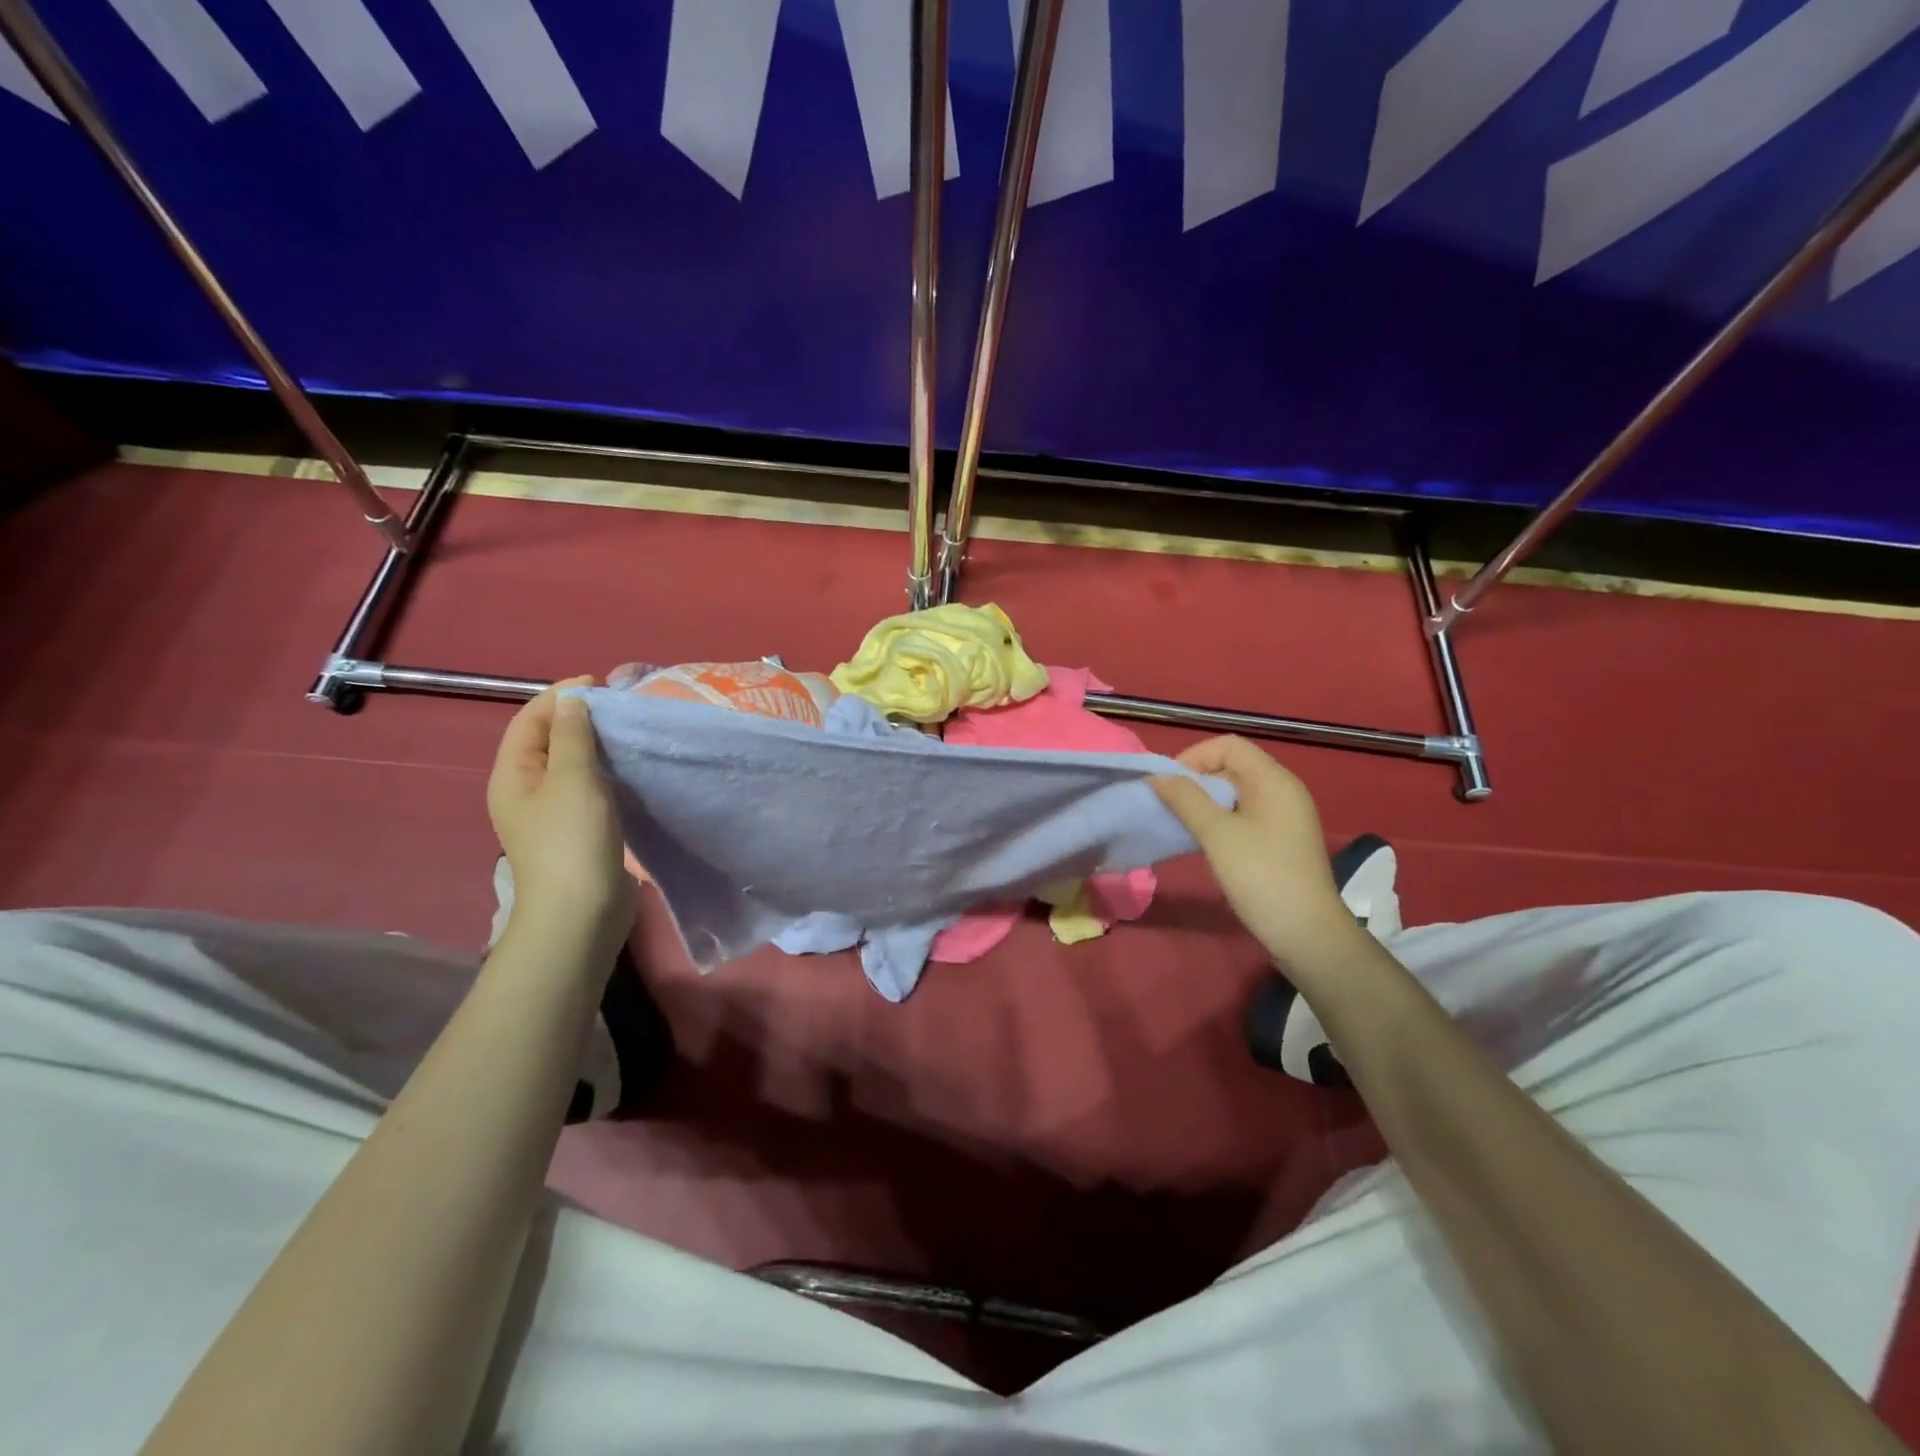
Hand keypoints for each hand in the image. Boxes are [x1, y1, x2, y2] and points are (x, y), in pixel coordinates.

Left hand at [487, 677, 636, 955]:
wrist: (581, 912)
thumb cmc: (572, 840)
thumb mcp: (573, 779)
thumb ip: (573, 736)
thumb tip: (572, 701)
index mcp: (512, 775)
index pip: (530, 720)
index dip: (561, 696)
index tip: (602, 685)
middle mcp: (526, 791)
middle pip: (548, 741)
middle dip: (579, 718)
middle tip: (619, 707)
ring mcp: (552, 814)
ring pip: (571, 765)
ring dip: (596, 745)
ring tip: (628, 732)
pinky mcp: (578, 831)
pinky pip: (589, 788)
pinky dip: (607, 772)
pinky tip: (630, 770)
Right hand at [1152, 736, 1360, 968]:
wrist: (1307, 933)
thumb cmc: (1261, 876)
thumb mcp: (1217, 834)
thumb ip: (1186, 799)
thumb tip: (1157, 776)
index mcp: (1274, 780)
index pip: (1228, 746)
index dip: (1194, 757)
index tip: (1169, 785)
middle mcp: (1283, 790)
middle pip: (1233, 766)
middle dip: (1197, 780)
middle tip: (1170, 806)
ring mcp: (1285, 816)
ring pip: (1237, 792)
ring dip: (1206, 802)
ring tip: (1182, 824)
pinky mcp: (1282, 839)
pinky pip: (1245, 814)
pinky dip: (1221, 819)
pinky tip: (1205, 841)